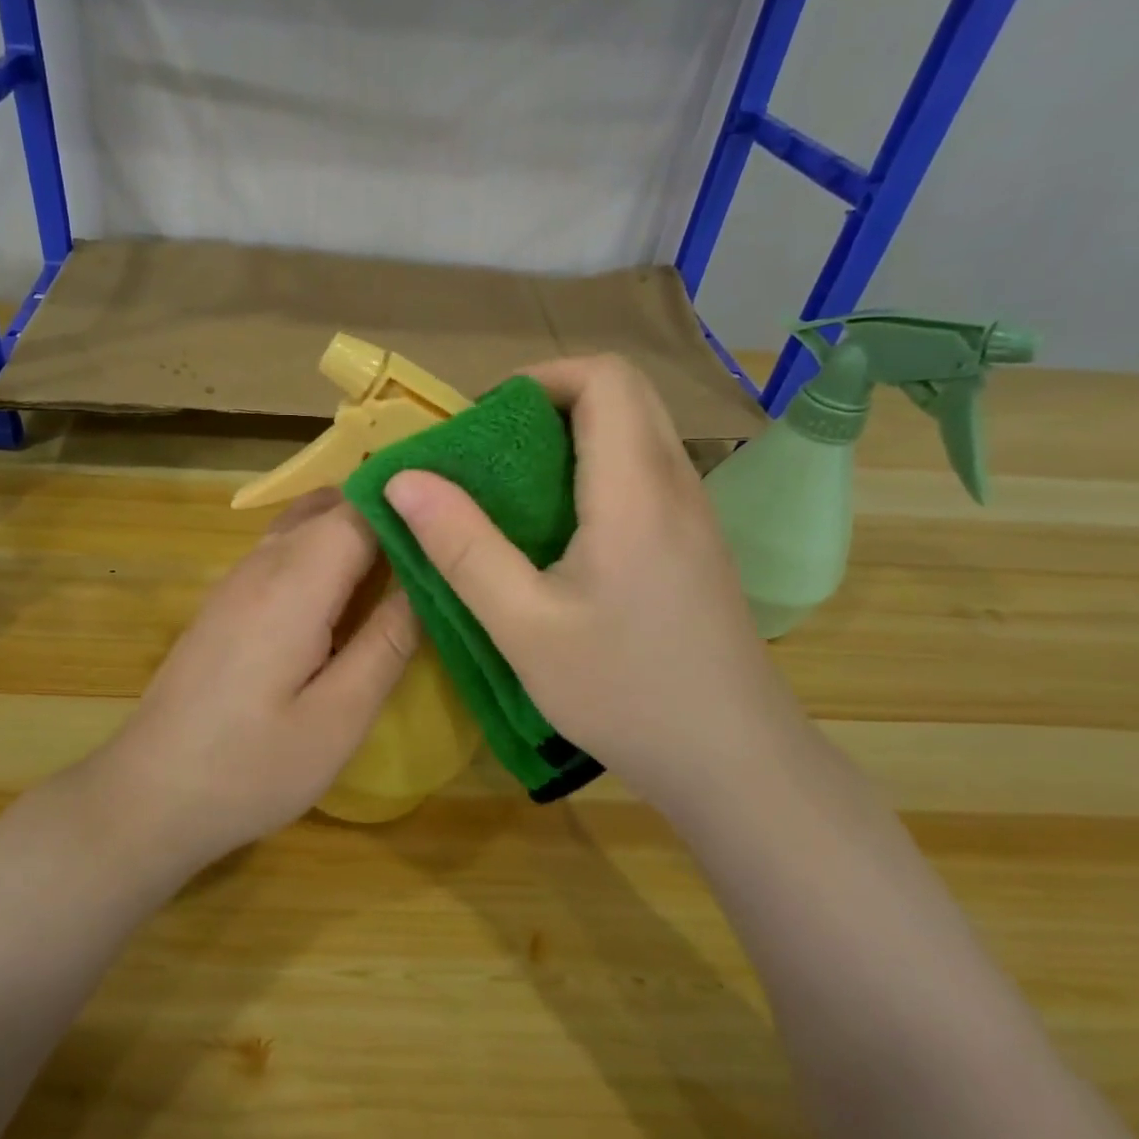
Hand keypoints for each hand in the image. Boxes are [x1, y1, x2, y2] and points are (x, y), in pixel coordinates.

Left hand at [95, 489, 417, 868]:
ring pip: (307, 524)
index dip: (414, 505)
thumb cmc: (251, 767)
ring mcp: (238, 579)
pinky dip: (326, 554)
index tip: (461, 518)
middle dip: (389, 513)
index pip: (364, 506)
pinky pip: (286, 552)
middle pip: (334, 506)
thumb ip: (390, 641)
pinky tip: (351, 597)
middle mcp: (264, 562)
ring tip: (409, 567)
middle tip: (444, 546)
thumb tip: (432, 576)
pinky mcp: (227, 601)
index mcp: (296, 581)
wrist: (149, 796)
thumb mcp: (339, 717)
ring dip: (356, 533)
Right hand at [382, 355, 811, 802]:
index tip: (483, 424)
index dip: (539, 379)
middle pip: (623, 394)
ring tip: (512, 492)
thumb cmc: (624, 692)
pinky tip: (558, 534)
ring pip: (635, 433)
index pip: (604, 377)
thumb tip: (404, 478)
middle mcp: (676, 483)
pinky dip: (594, 473)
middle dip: (548, 403)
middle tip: (489, 455)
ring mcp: (694, 513)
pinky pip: (643, 473)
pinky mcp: (695, 543)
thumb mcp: (523, 626)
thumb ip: (461, 546)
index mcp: (636, 490)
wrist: (733, 760)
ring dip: (571, 439)